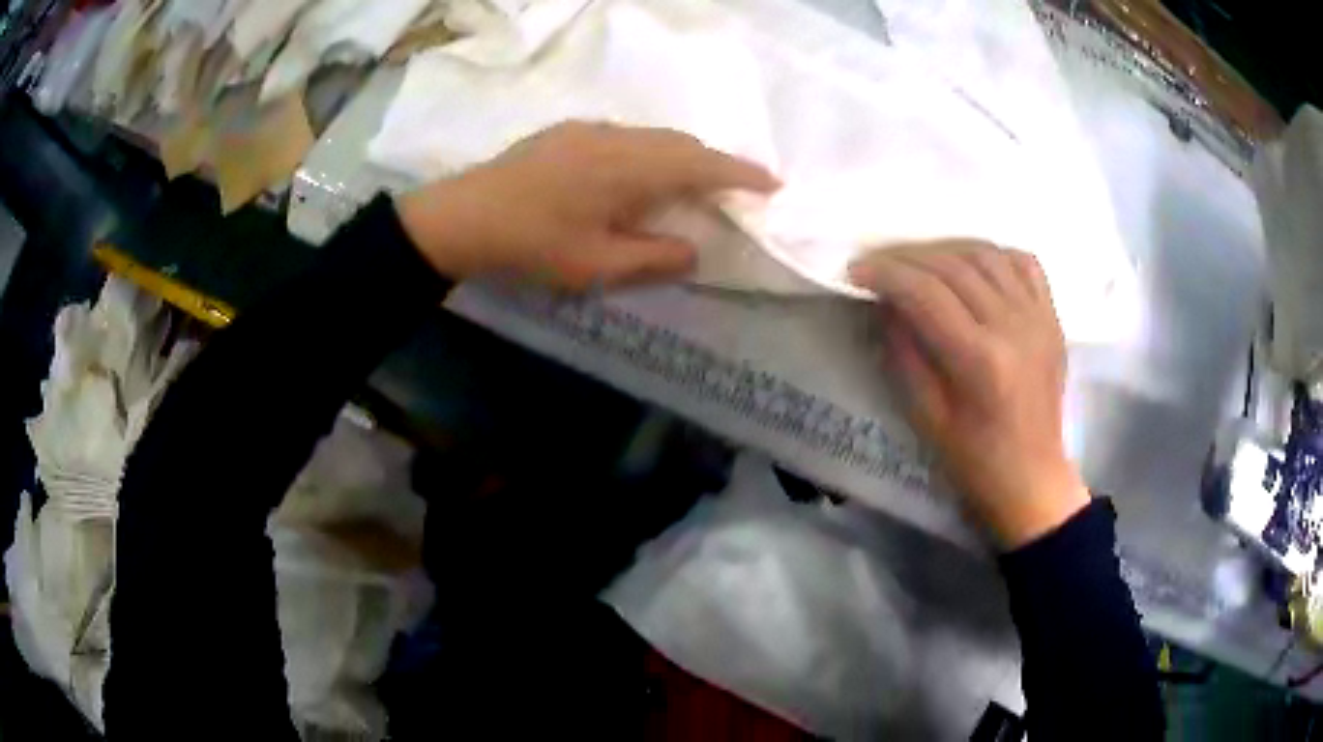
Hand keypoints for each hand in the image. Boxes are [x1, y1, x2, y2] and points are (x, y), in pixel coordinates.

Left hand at [396, 122, 778, 289]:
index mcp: (629, 168)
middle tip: (732, 189)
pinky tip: (635, 177)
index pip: (701, 163)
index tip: (773, 182)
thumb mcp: (597, 266)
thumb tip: (694, 250)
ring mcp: (589, 130)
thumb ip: (654, 258)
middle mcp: (616, 137)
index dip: (740, 173)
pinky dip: (648, 153)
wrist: (463, 216)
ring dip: (678, 156)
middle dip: (712, 163)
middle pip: (679, 142)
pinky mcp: (567, 133)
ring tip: (689, 185)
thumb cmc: (532, 245)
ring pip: (652, 137)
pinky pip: (625, 136)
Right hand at [849, 242, 1088, 548]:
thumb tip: (888, 302)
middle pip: (954, 266)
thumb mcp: (925, 415)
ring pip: (987, 255)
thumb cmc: (974, 459)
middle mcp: (1014, 327)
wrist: (1032, 476)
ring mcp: (1039, 318)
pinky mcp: (1052, 318)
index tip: (856, 271)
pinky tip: (974, 266)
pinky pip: (1024, 264)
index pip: (927, 293)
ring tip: (922, 264)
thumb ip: (905, 352)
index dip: (886, 274)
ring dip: (947, 251)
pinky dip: (994, 255)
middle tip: (880, 265)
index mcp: (981, 360)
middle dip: (908, 258)